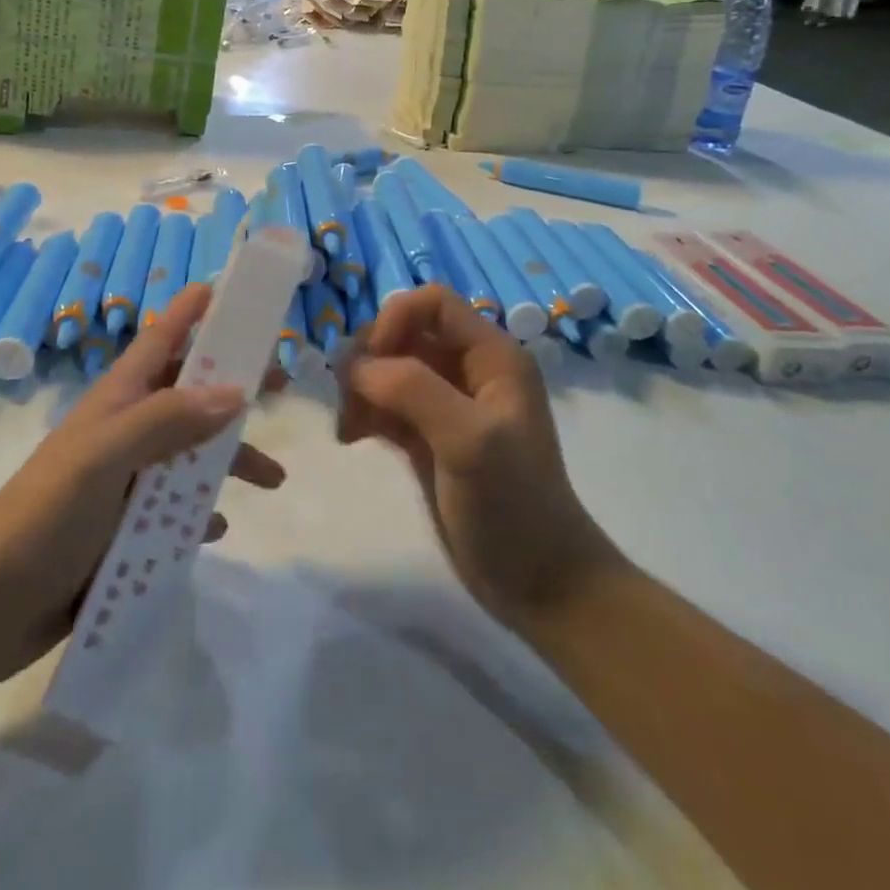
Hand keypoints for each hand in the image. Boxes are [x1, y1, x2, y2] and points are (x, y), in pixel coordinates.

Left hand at [0, 284, 284, 715]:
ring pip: (191, 454)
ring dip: (230, 460)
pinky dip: (200, 511)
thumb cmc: (46, 515)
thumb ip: (168, 420)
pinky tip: (218, 526)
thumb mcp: (106, 457)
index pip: (161, 339)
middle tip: (280, 388)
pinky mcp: (124, 528)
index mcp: (117, 401)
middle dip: (232, 387)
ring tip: (274, 480)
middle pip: (188, 394)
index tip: (229, 291)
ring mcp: (125, 480)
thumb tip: (236, 391)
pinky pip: (176, 509)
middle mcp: (126, 432)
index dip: (191, 311)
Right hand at [337, 285, 614, 632]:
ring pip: (388, 369)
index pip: (432, 303)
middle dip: (370, 358)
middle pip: (403, 333)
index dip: (395, 319)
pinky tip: (352, 439)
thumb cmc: (513, 506)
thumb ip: (413, 390)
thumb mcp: (469, 440)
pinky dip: (363, 412)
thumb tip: (357, 366)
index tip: (372, 363)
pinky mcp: (426, 437)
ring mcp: (445, 405)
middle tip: (351, 399)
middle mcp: (468, 371)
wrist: (539, 586)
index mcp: (491, 356)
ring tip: (350, 426)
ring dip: (360, 387)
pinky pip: (383, 404)